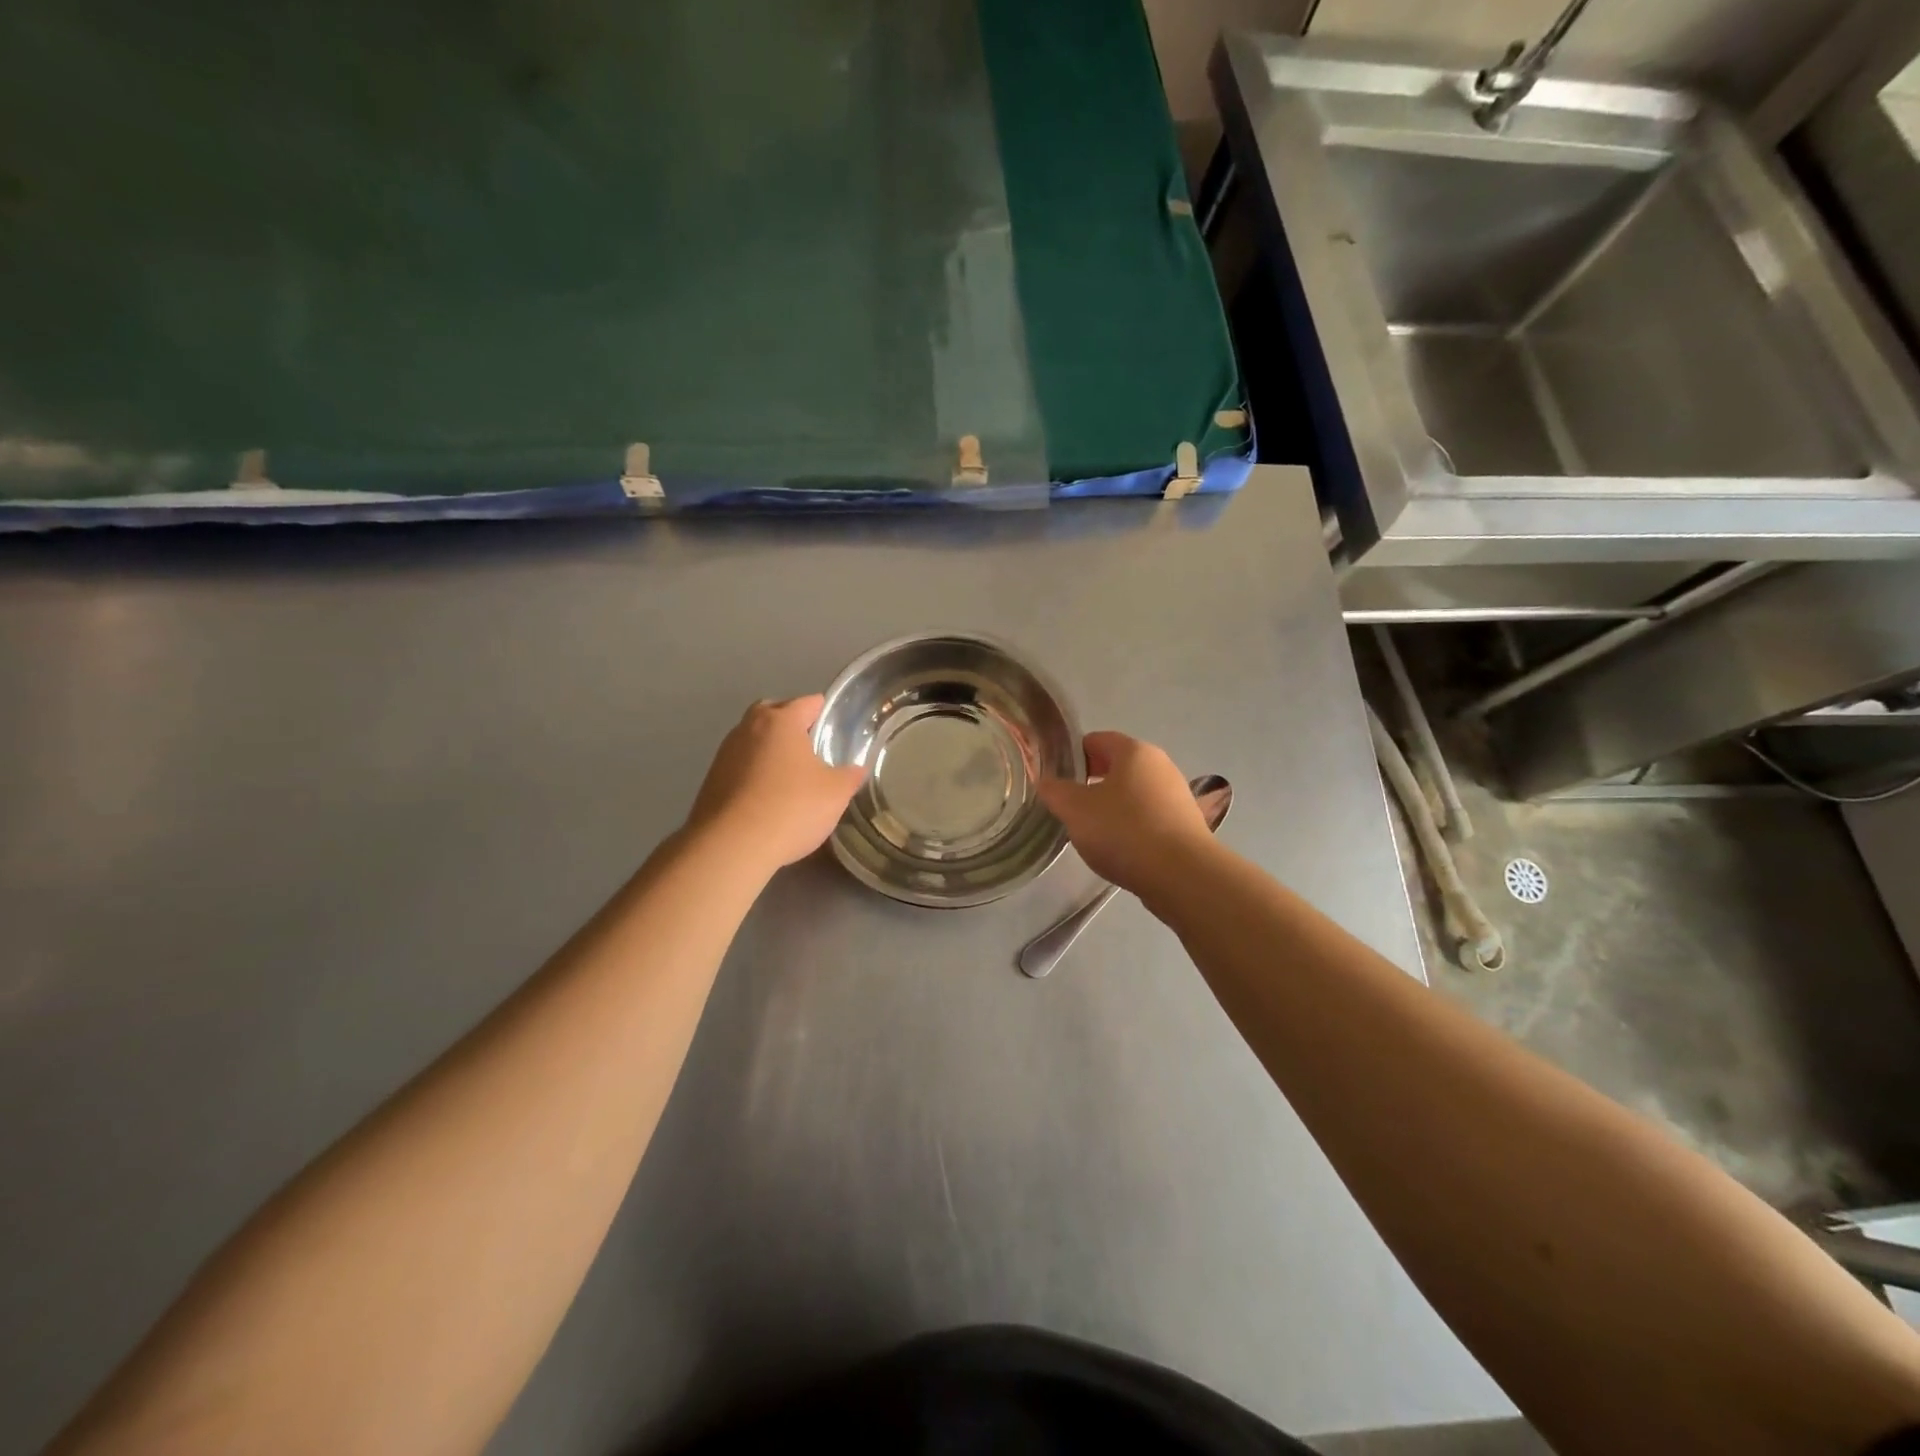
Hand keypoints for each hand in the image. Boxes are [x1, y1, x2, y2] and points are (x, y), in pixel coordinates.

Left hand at [686, 696, 865, 874]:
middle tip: (812, 749)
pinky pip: (740, 765)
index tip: (837, 730)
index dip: (826, 713)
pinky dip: (754, 773)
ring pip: (754, 739)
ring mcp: (725, 753)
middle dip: (792, 725)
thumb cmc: (790, 808)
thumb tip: (856, 769)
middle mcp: (749, 727)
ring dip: (770, 750)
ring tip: (790, 776)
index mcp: (781, 721)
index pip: (809, 702)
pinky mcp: (711, 779)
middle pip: (774, 713)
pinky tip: (767, 797)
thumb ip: (849, 776)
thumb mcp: (835, 794)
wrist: (731, 846)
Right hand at [1036, 731, 1210, 896]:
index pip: (1097, 739)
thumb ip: (1056, 792)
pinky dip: (1131, 825)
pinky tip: (1119, 848)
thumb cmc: (1124, 830)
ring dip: (1112, 805)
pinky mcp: (1186, 824)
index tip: (1057, 777)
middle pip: (1118, 766)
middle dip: (1092, 781)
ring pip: (1134, 792)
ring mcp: (1177, 795)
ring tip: (1092, 831)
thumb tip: (1046, 782)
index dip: (1073, 755)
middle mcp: (1160, 765)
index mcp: (1134, 751)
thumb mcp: (1076, 810)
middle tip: (1070, 805)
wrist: (1182, 875)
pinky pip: (1149, 816)